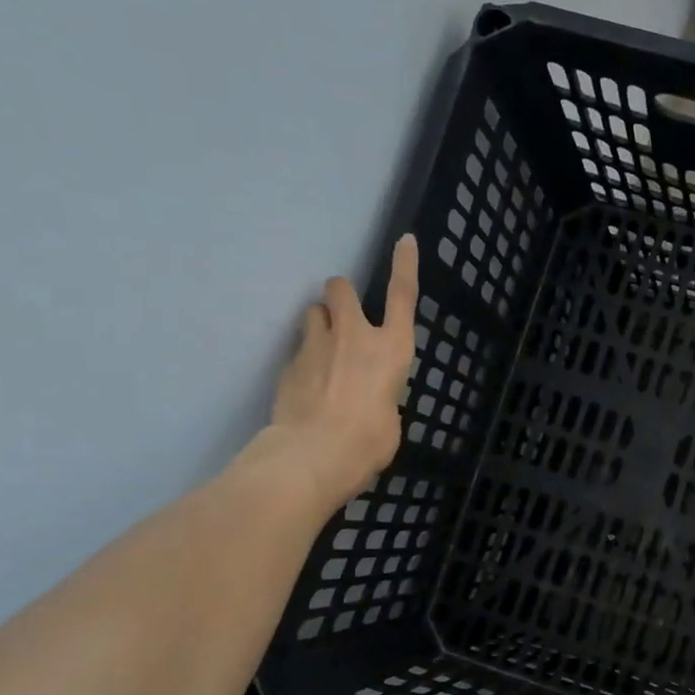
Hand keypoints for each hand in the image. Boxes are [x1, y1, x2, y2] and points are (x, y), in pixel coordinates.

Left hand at [268, 235, 418, 508]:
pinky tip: (307, 388)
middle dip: (341, 296)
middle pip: (341, 288)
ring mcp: (317, 345)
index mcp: (393, 349)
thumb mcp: (391, 419)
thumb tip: (370, 398)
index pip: (403, 295)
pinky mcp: (289, 363)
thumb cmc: (368, 442)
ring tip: (322, 353)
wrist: (313, 454)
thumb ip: (383, 396)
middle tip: (342, 317)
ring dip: (320, 324)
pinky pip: (298, 349)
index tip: (403, 240)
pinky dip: (304, 360)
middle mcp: (356, 336)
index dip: (405, 264)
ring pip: (313, 312)